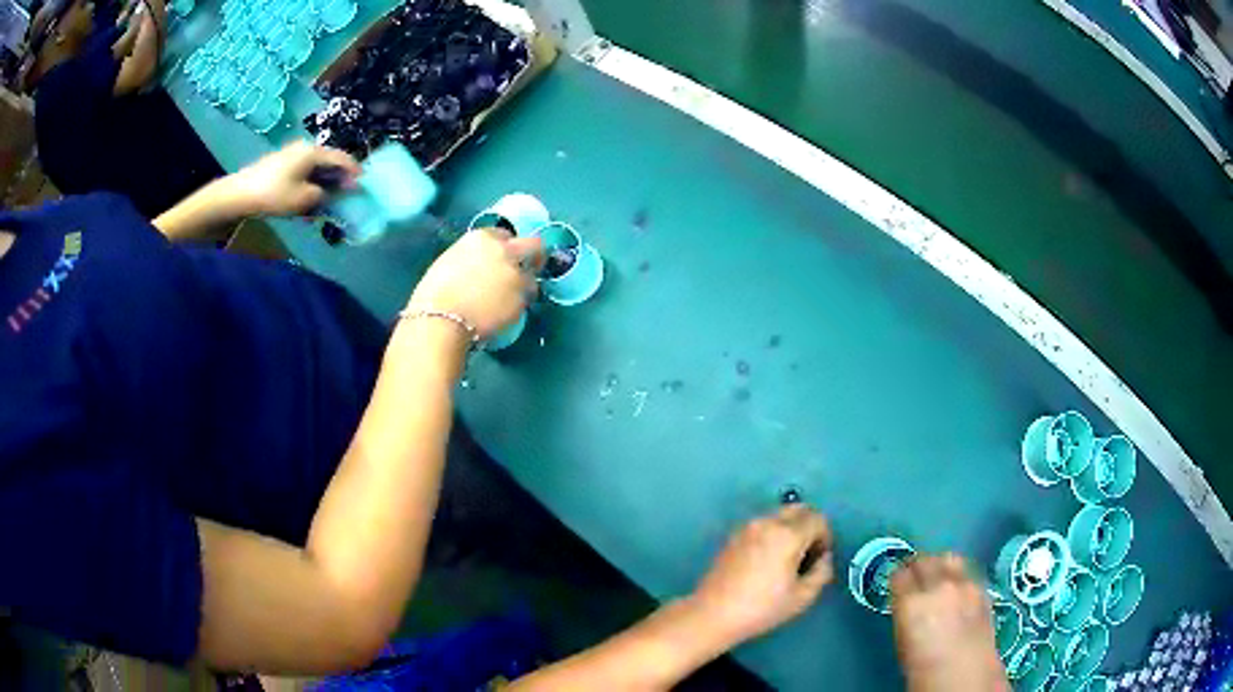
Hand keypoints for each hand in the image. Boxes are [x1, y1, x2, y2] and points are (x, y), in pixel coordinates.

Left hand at [226, 141, 360, 217]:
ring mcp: (291, 153)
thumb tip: (328, 193)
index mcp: (314, 152)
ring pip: (315, 166)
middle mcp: (305, 147)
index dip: (354, 172)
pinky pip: (303, 170)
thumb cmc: (274, 195)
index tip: (362, 185)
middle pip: (329, 160)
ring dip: (323, 181)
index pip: (342, 158)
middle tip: (344, 193)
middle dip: (338, 177)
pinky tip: (307, 195)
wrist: (239, 194)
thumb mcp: (304, 200)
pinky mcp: (280, 163)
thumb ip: (323, 195)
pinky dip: (310, 181)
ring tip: (325, 198)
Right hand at [406, 228, 543, 339]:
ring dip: (524, 286)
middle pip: (534, 246)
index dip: (506, 248)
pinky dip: (519, 305)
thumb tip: (480, 267)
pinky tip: (505, 313)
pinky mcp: (522, 298)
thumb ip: (472, 258)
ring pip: (532, 277)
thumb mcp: (450, 262)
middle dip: (534, 256)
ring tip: (509, 300)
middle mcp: (504, 251)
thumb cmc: (434, 294)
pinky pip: (527, 299)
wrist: (442, 319)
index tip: (503, 258)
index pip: (505, 235)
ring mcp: (516, 274)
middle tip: (529, 269)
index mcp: (482, 238)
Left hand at [687, 505, 833, 647]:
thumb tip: (823, 558)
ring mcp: (747, 526)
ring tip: (787, 560)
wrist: (713, 614)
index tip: (819, 559)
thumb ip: (822, 571)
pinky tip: (768, 561)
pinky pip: (763, 524)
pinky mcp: (733, 535)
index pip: (818, 519)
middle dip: (810, 527)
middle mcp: (767, 522)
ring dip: (791, 528)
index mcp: (787, 534)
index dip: (825, 537)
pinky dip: (773, 533)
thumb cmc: (761, 608)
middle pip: (799, 509)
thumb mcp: (802, 597)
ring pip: (780, 514)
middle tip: (807, 555)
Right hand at [890, 554, 1008, 691]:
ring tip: (937, 573)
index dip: (897, 578)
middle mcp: (939, 586)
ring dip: (940, 563)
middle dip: (917, 565)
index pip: (900, 575)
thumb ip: (905, 615)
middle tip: (913, 574)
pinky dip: (959, 573)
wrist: (965, 677)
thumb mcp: (903, 643)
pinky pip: (968, 570)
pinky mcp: (983, 588)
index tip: (896, 582)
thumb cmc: (924, 671)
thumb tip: (907, 604)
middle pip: (925, 560)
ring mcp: (964, 585)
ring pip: (949, 558)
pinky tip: (957, 585)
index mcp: (912, 603)